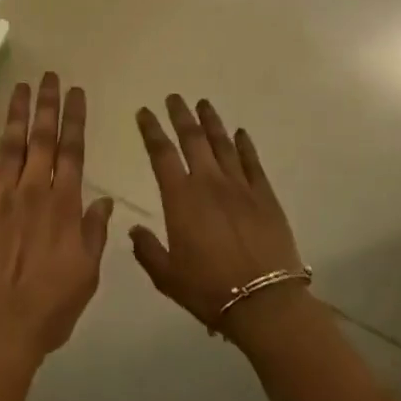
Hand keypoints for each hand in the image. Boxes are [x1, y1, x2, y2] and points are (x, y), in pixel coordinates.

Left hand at [0, 74, 114, 361]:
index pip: (73, 151)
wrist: (0, 325)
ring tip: (20, 86)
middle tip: (49, 76)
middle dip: (47, 105)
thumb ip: (94, 233)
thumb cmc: (50, 306)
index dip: (75, 119)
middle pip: (42, 139)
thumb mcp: (87, 274)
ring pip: (9, 146)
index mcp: (64, 205)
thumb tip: (105, 200)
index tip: (77, 93)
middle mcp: (33, 191)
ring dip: (16, 114)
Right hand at [130, 95, 308, 338]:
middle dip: (181, 115)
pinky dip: (245, 145)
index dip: (151, 130)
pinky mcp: (265, 197)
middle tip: (174, 97)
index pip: (161, 154)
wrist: (264, 303)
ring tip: (203, 103)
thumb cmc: (209, 289)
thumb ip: (147, 250)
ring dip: (211, 122)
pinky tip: (240, 133)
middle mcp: (209, 183)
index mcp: (180, 198)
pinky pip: (252, 163)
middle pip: (193, 139)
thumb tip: (134, 229)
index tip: (144, 112)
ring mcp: (240, 187)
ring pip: (223, 144)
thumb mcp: (166, 276)